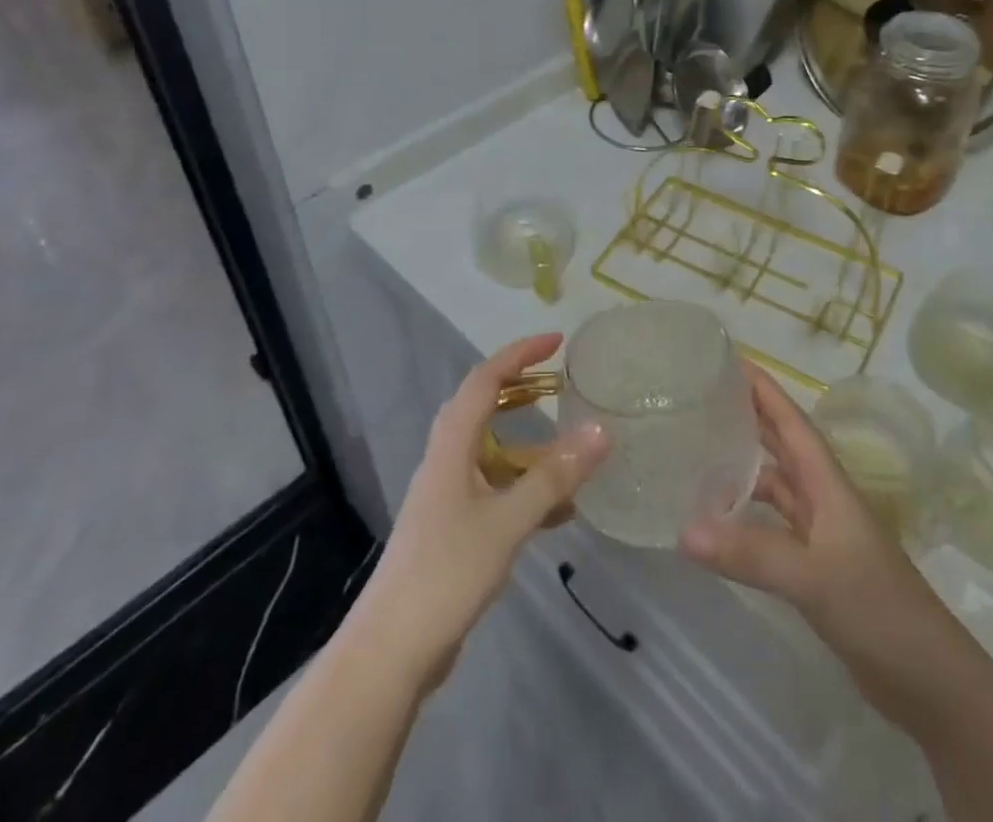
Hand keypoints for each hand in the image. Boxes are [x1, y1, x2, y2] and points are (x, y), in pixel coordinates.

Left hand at [353, 334, 609, 693]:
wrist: (392, 650)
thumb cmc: (447, 572)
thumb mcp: (507, 522)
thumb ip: (553, 478)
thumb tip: (600, 431)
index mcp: (452, 444)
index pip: (485, 379)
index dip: (520, 354)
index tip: (557, 341)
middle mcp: (446, 459)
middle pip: (483, 406)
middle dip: (520, 388)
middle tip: (560, 383)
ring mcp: (447, 494)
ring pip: (491, 450)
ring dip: (527, 443)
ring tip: (569, 447)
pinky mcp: (452, 527)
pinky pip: (494, 488)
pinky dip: (524, 487)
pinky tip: (559, 513)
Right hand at [680, 364, 933, 678]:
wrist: (932, 682)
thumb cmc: (879, 609)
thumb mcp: (814, 576)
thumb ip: (751, 552)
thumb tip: (683, 529)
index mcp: (828, 483)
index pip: (790, 421)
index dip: (763, 389)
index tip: (727, 359)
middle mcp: (823, 498)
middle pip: (781, 445)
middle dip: (747, 417)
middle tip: (701, 396)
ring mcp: (821, 534)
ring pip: (775, 486)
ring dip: (741, 469)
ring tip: (696, 455)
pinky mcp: (816, 568)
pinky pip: (772, 526)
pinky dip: (745, 518)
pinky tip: (717, 523)